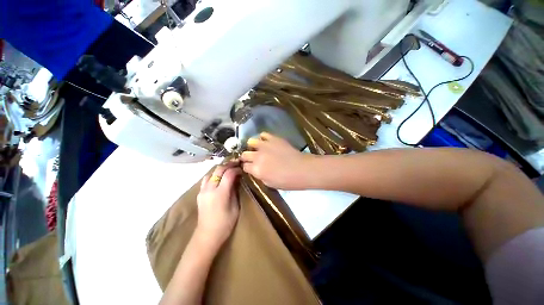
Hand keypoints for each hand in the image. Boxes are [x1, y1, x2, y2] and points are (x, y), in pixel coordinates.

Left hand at [196, 163, 241, 250]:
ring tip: (228, 169)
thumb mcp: (235, 207)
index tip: (241, 169)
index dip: (236, 169)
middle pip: (218, 170)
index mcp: (220, 193)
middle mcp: (210, 189)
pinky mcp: (200, 194)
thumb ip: (235, 191)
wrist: (207, 235)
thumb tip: (237, 179)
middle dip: (228, 165)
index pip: (228, 174)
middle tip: (236, 164)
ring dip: (220, 169)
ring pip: (211, 173)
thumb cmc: (225, 223)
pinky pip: (206, 179)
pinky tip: (219, 178)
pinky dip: (214, 175)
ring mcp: (203, 191)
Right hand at [240, 133, 314, 189]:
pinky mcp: (274, 138)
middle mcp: (257, 156)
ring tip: (258, 149)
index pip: (244, 166)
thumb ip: (260, 176)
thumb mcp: (270, 184)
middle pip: (245, 154)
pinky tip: (266, 142)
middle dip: (247, 157)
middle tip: (252, 159)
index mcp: (256, 169)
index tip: (250, 168)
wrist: (302, 169)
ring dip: (252, 146)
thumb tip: (256, 170)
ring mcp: (265, 145)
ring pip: (251, 141)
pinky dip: (263, 138)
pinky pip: (263, 134)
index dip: (246, 168)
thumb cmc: (287, 181)